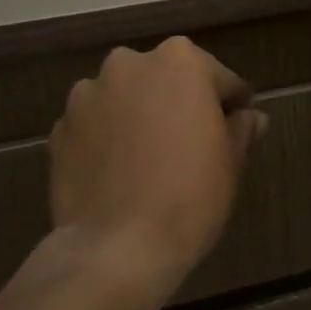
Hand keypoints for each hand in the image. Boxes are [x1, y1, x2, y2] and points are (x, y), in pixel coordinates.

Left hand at [45, 38, 265, 307]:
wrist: (116, 248)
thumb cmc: (190, 196)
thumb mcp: (231, 162)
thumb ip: (241, 128)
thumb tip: (250, 117)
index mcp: (180, 61)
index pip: (219, 78)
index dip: (231, 106)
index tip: (236, 130)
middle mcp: (129, 65)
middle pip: (167, 79)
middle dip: (180, 103)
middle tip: (191, 144)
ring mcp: (88, 95)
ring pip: (127, 99)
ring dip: (140, 116)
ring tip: (149, 160)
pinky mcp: (60, 129)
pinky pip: (96, 125)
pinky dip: (109, 138)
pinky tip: (120, 173)